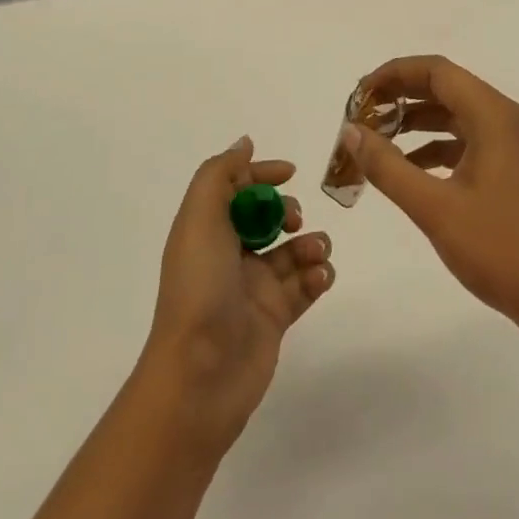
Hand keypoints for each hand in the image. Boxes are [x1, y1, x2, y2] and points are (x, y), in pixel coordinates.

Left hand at [141, 137, 335, 454]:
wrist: (200, 375)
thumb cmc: (200, 288)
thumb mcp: (201, 218)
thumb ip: (221, 174)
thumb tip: (244, 143)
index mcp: (207, 230)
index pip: (236, 189)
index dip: (261, 174)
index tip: (290, 172)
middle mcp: (229, 255)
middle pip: (267, 217)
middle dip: (288, 210)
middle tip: (293, 222)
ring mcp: (253, 288)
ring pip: (292, 250)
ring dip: (311, 243)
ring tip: (314, 254)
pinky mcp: (275, 317)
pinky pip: (306, 285)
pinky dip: (318, 275)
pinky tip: (319, 277)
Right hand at [343, 56, 518, 334]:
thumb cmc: (501, 250)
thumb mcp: (435, 209)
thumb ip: (388, 167)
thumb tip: (352, 132)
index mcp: (496, 116)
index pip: (438, 71)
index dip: (394, 74)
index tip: (359, 95)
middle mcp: (511, 118)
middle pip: (449, 89)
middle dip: (403, 98)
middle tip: (362, 118)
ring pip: (461, 115)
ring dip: (420, 123)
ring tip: (378, 141)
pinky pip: (473, 140)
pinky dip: (440, 147)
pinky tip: (413, 169)